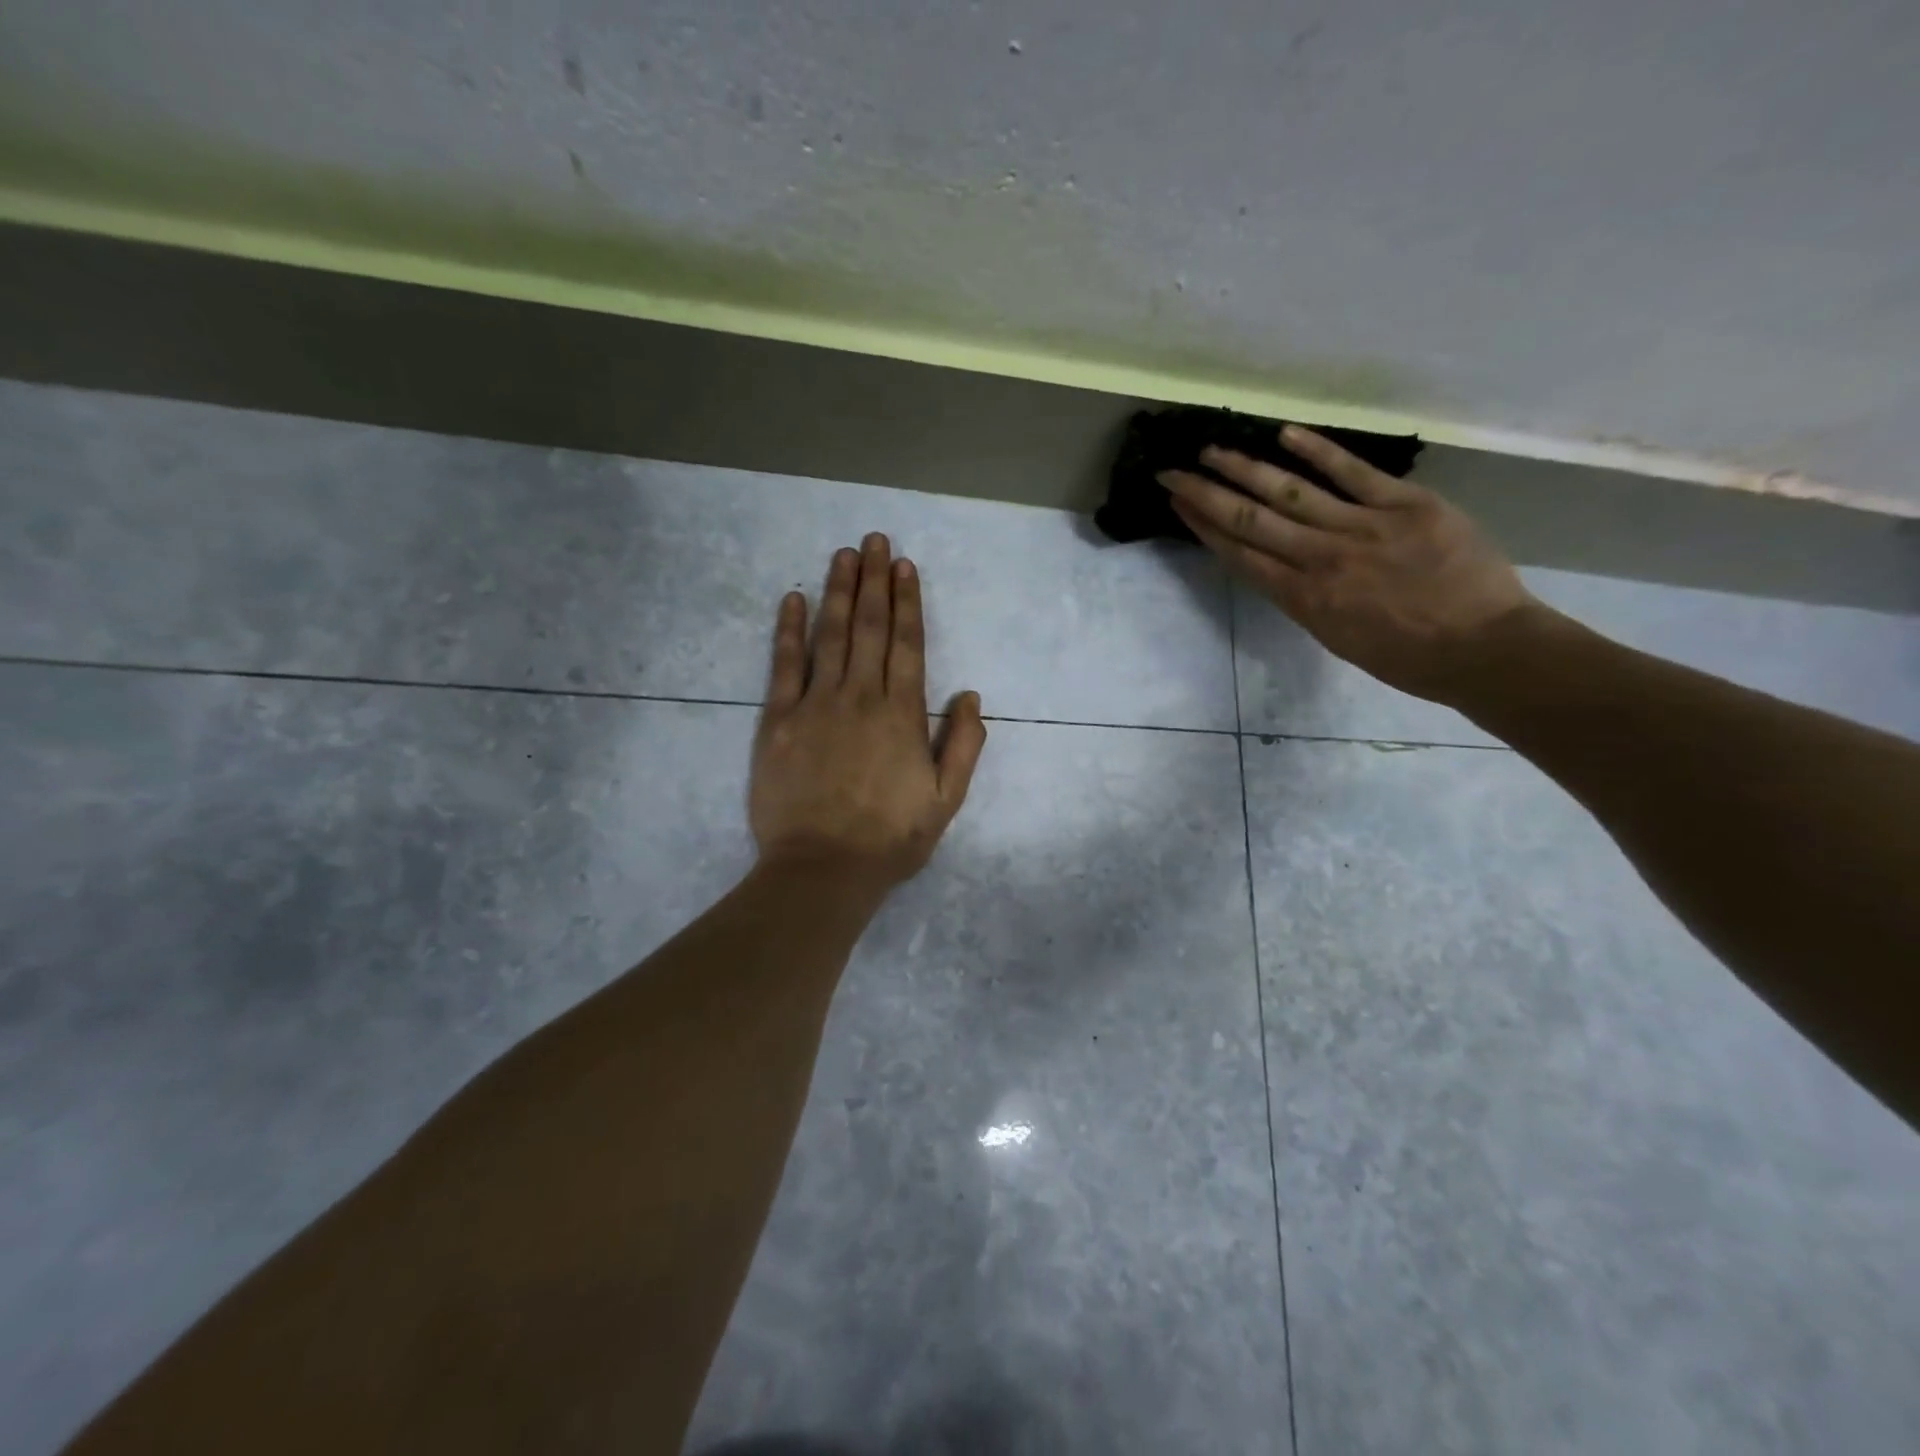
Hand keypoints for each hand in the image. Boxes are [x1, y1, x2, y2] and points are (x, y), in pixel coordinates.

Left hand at [750, 533, 987, 890]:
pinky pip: (784, 666)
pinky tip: (793, 598)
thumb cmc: (889, 839)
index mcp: (902, 715)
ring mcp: (816, 705)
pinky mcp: (778, 721)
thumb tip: (971, 695)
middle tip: (874, 540)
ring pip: (830, 636)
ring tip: (843, 554)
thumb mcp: (945, 801)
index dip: (906, 602)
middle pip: (868, 628)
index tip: (904, 566)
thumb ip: (963, 746)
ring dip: (837, 591)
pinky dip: (789, 630)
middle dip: (873, 581)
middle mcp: (861, 698)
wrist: (822, 870)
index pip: (907, 644)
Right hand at [1161, 425, 1539, 703]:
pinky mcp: (1405, 504)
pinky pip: (1354, 472)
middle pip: (1251, 520)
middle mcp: (1320, 559)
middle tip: (1172, 469)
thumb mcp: (1337, 639)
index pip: (1240, 554)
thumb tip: (1282, 567)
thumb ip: (1304, 599)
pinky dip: (1318, 451)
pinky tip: (1284, 434)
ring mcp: (1362, 527)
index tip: (1177, 503)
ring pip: (1291, 492)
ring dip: (1245, 468)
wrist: (1483, 647)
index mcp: (1302, 599)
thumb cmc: (1407, 657)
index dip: (1203, 526)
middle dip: (1205, 494)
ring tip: (1212, 449)